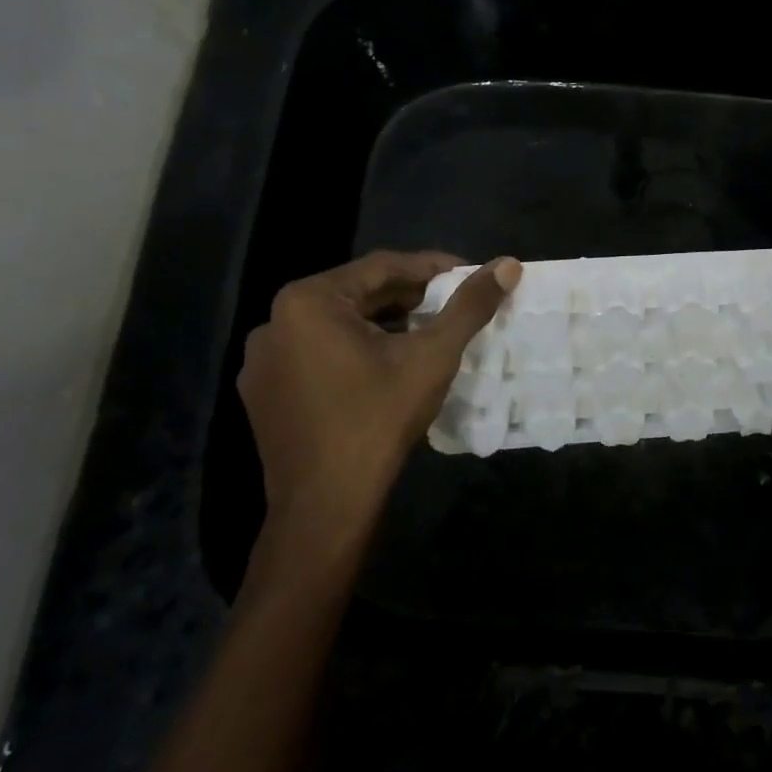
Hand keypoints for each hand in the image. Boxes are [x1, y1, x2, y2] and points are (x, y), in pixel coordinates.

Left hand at [237, 250, 519, 573]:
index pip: (382, 267)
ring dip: (382, 323)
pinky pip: (316, 353)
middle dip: (408, 297)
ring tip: (425, 333)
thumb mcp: (432, 356)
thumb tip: (509, 265)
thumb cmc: (378, 419)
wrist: (325, 506)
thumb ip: (469, 306)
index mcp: (308, 300)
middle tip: (450, 305)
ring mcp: (263, 359)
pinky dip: (353, 350)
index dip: (432, 268)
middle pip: (356, 294)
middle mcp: (275, 320)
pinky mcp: (262, 392)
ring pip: (336, 325)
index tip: (468, 275)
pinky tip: (384, 367)